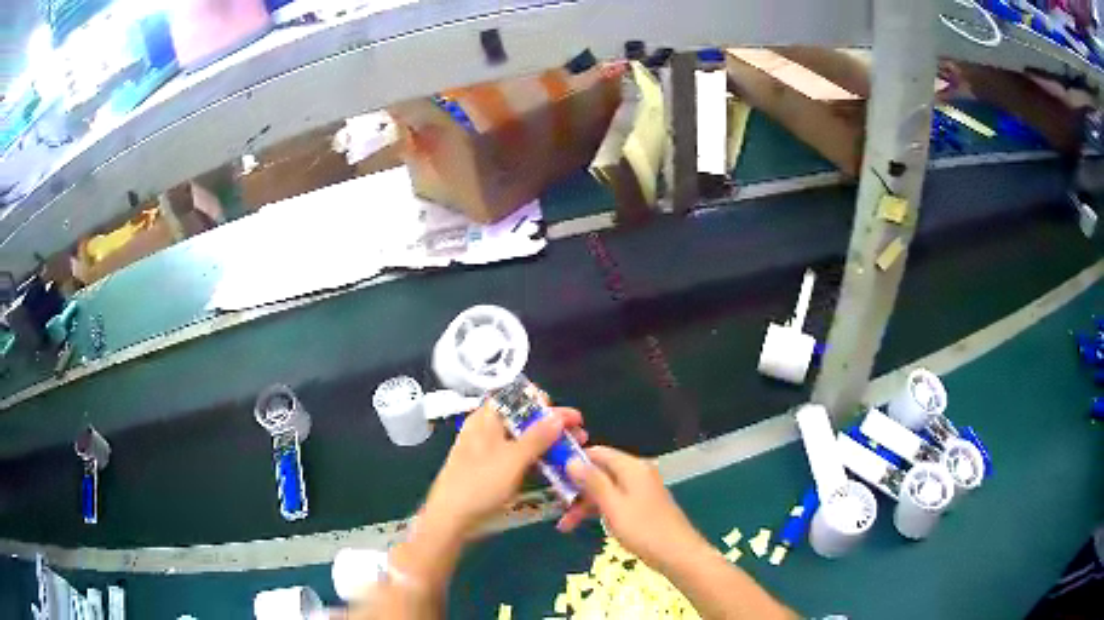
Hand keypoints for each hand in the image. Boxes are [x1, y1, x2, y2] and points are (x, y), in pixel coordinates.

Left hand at [420, 405, 587, 537]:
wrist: (450, 518)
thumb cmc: (480, 484)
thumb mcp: (513, 459)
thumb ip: (537, 437)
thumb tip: (558, 416)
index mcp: (486, 419)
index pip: (516, 398)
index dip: (544, 402)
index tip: (570, 415)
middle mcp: (485, 429)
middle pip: (522, 419)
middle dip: (552, 425)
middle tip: (579, 434)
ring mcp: (485, 451)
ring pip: (520, 439)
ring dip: (546, 443)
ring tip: (572, 450)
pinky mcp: (488, 470)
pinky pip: (515, 457)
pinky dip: (534, 458)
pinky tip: (552, 467)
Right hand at [561, 446, 707, 571]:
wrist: (678, 554)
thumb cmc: (643, 529)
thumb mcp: (613, 505)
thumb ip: (592, 482)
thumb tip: (571, 460)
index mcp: (632, 467)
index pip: (597, 452)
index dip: (574, 460)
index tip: (551, 474)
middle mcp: (637, 473)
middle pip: (600, 472)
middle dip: (576, 488)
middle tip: (556, 505)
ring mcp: (640, 490)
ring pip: (605, 489)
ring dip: (584, 504)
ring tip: (565, 525)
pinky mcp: (641, 506)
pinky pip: (614, 501)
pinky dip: (598, 510)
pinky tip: (584, 525)